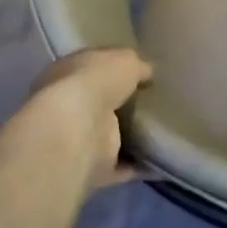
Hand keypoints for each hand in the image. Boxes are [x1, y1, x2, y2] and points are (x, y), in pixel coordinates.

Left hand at [17, 48, 152, 195]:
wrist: (78, 129)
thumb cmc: (96, 82)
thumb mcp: (125, 60)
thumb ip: (137, 66)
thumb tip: (147, 72)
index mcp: (65, 73)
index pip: (90, 68)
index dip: (111, 69)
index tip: (138, 72)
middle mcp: (66, 107)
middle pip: (98, 104)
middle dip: (120, 104)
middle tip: (152, 101)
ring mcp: (77, 140)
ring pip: (107, 136)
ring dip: (128, 136)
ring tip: (160, 130)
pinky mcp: (92, 167)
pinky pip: (120, 166)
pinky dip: (137, 164)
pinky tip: (160, 159)